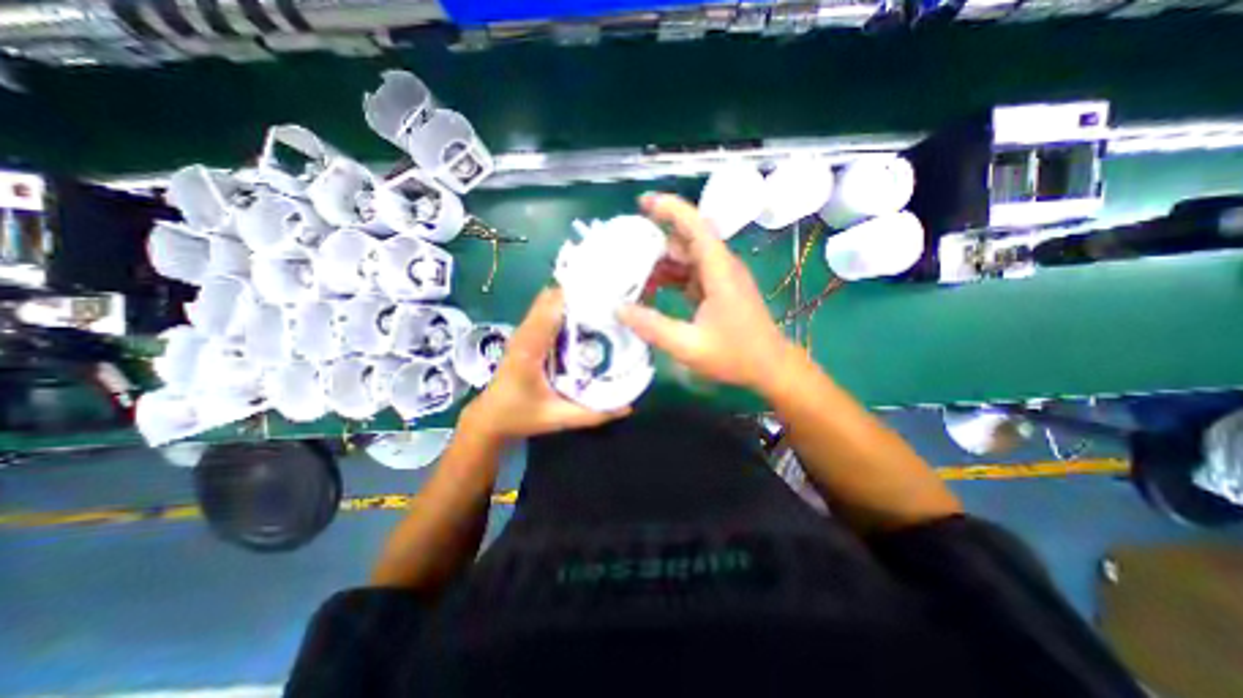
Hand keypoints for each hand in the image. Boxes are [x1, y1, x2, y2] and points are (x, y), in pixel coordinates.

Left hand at [460, 285, 626, 442]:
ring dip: (571, 301)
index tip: (605, 295)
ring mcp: (523, 332)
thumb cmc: (519, 416)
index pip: (552, 309)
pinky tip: (584, 321)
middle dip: (578, 295)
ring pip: (547, 303)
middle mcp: (525, 333)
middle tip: (609, 303)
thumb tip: (627, 407)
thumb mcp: (557, 418)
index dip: (576, 296)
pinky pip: (546, 313)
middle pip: (550, 299)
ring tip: (601, 307)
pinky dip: (564, 310)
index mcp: (530, 348)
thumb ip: (592, 414)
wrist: (490, 418)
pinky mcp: (526, 336)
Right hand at [615, 193, 790, 394]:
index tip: (642, 203)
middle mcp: (722, 266)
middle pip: (687, 239)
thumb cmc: (735, 356)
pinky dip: (671, 277)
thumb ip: (652, 326)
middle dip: (656, 240)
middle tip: (624, 249)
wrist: (771, 367)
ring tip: (631, 273)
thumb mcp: (688, 345)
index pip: (695, 225)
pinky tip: (652, 289)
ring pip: (687, 257)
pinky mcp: (720, 290)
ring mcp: (721, 278)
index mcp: (719, 270)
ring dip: (661, 262)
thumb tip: (618, 309)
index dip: (669, 208)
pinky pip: (691, 274)